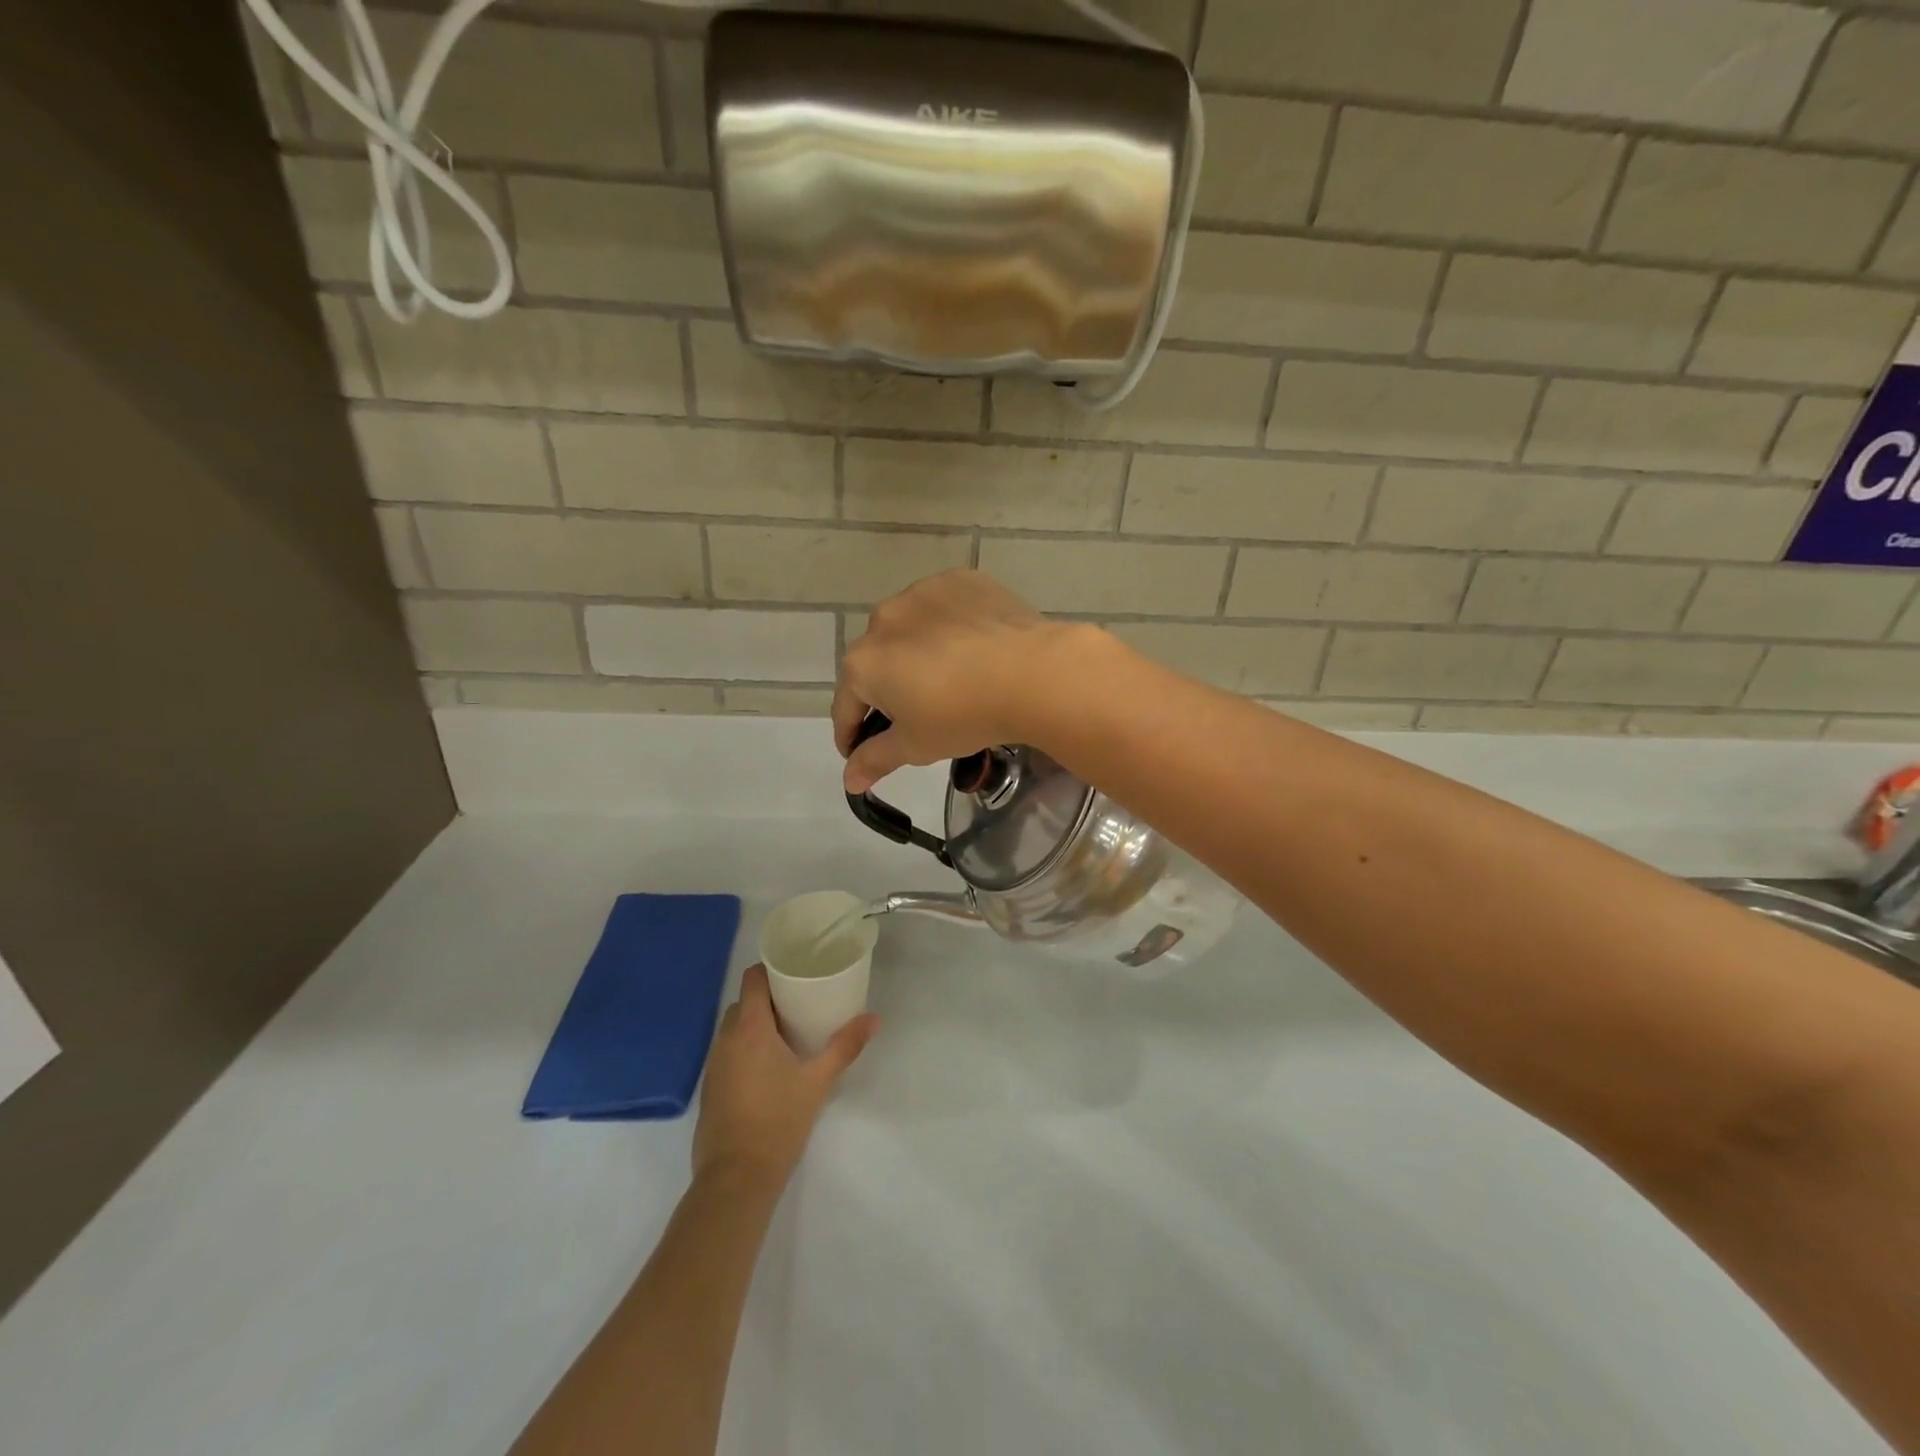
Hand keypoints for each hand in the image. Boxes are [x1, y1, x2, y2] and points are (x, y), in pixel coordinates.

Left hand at [692, 965, 877, 1190]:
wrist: (735, 1179)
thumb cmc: (778, 1121)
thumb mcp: (818, 1081)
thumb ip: (845, 1046)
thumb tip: (874, 1018)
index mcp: (749, 1028)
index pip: (752, 979)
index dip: (771, 970)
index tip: (795, 971)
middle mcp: (726, 1039)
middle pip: (743, 1002)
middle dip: (768, 998)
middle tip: (800, 1002)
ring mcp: (714, 1065)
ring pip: (733, 1028)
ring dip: (755, 1024)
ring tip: (787, 1032)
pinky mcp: (710, 1088)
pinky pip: (727, 1052)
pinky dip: (745, 1048)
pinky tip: (768, 1066)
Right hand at [832, 570, 1095, 792]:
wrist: (1031, 673)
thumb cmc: (963, 716)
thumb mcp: (916, 746)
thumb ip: (875, 759)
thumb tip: (849, 780)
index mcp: (863, 662)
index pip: (846, 705)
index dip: (851, 734)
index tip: (861, 752)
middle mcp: (882, 619)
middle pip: (876, 662)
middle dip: (887, 689)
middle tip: (915, 715)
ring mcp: (921, 593)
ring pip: (909, 629)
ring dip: (916, 652)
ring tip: (948, 676)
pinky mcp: (959, 581)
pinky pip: (943, 608)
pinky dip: (949, 626)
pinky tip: (972, 646)